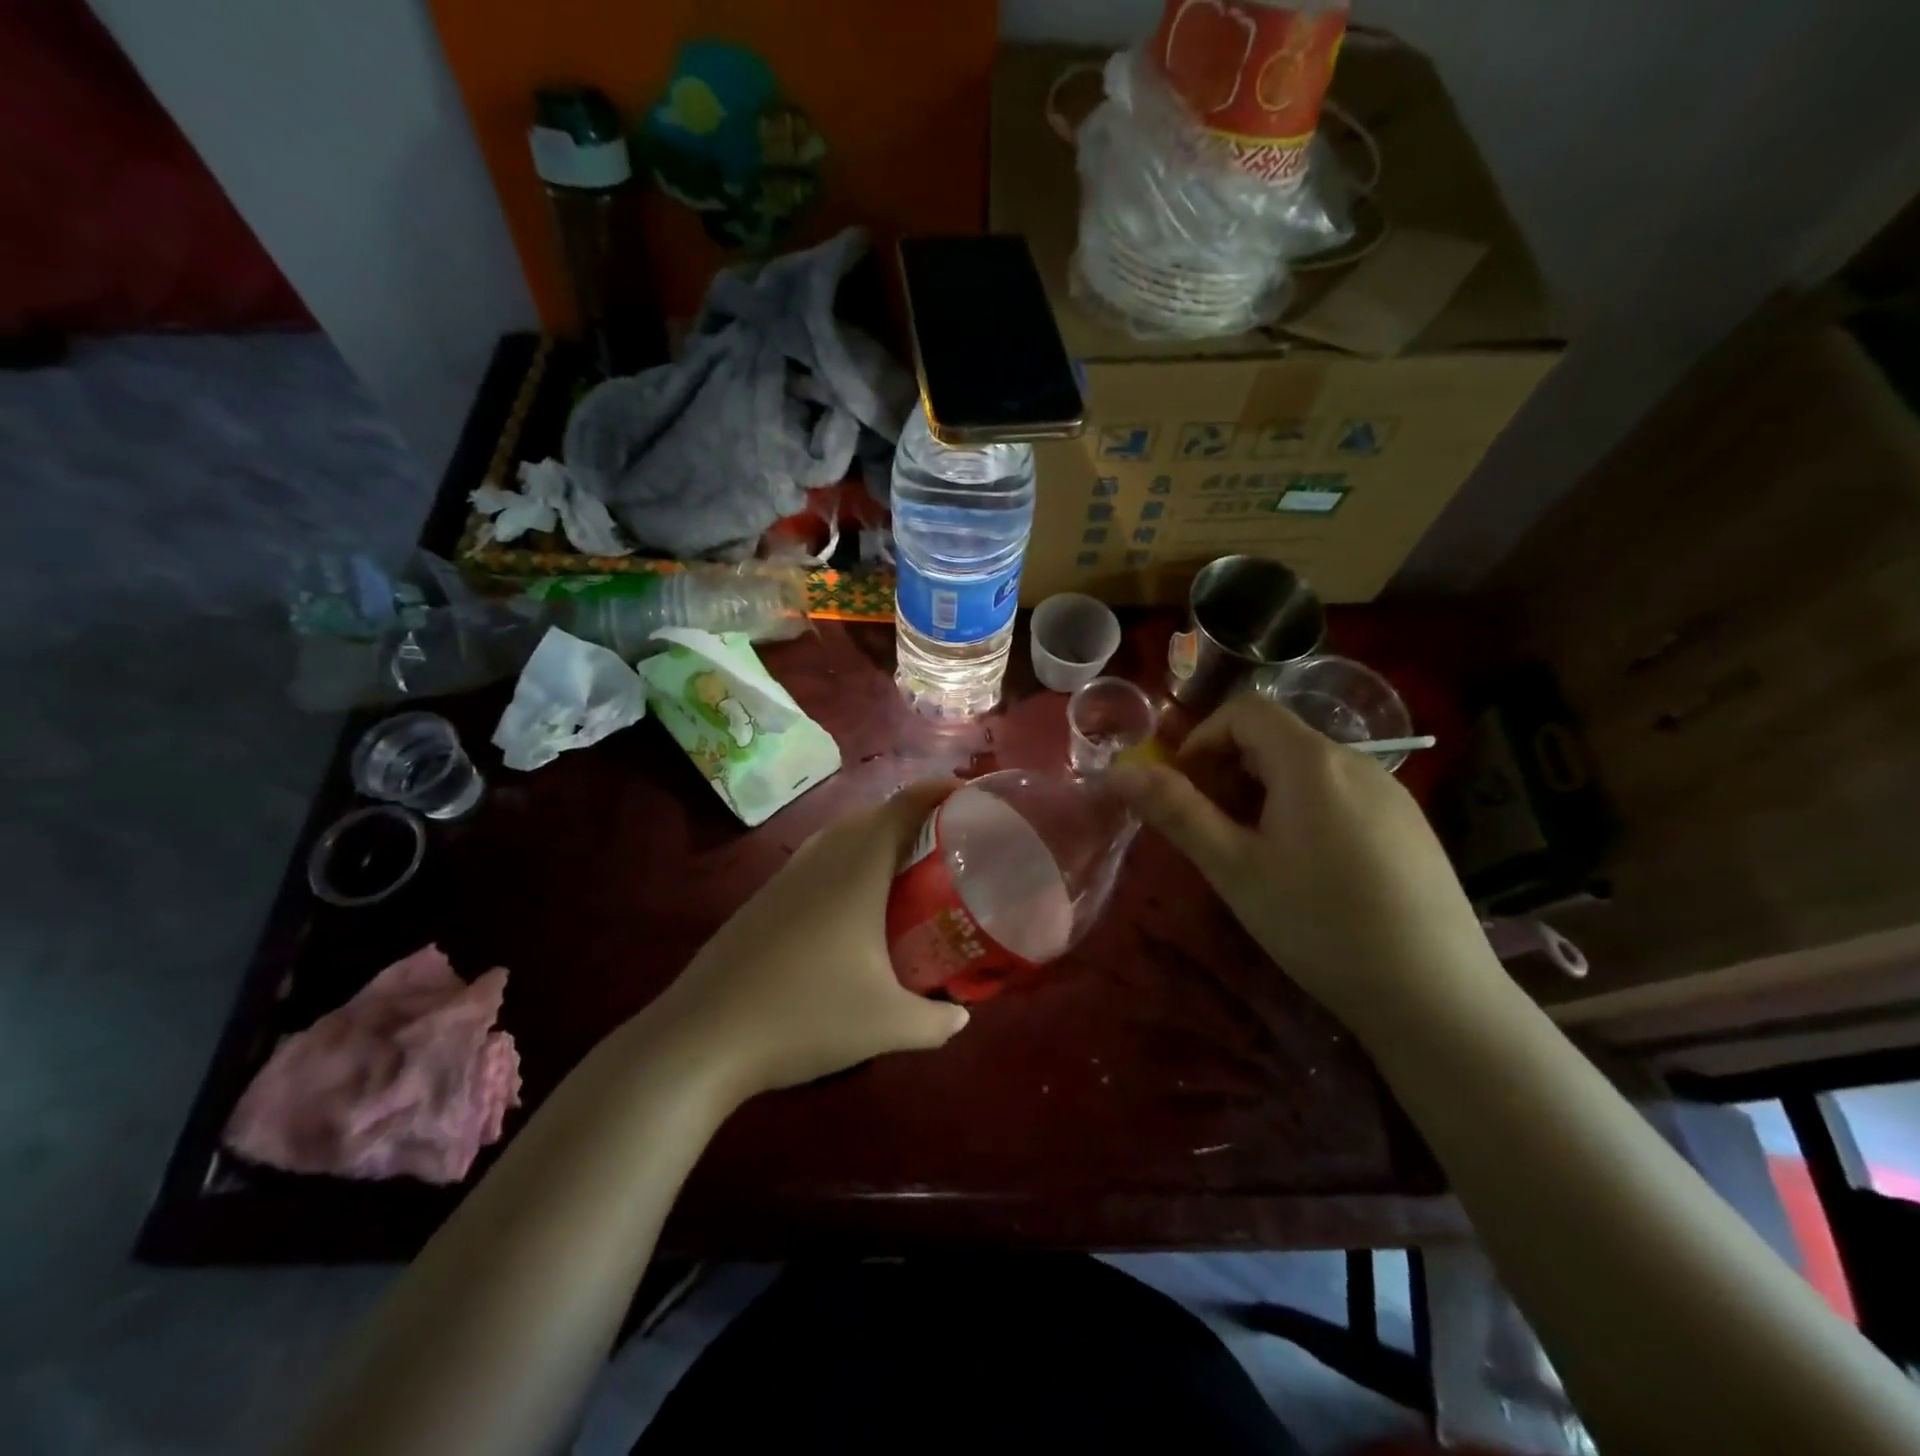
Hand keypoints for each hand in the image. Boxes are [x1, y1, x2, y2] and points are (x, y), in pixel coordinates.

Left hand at [649, 782, 970, 1100]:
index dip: (939, 791)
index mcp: (857, 869)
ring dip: (875, 838)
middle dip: (913, 815)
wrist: (703, 1038)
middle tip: (947, 841)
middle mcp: (822, 860)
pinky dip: (846, 863)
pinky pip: (817, 861)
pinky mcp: (763, 900)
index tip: (970, 795)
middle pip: (873, 814)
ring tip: (905, 869)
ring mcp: (786, 878)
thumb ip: (935, 1022)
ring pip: (840, 837)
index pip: (904, 806)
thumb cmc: (805, 1016)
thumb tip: (961, 1017)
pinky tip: (852, 908)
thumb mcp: (886, 1025)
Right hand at [1111, 693, 1498, 1023]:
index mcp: (1311, 761)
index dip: (1201, 739)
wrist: (1437, 996)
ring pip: (1307, 767)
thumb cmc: (1319, 924)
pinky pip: (1341, 794)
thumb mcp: (1234, 868)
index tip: (1184, 790)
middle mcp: (1356, 762)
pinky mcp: (1410, 826)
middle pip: (1275, 737)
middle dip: (1228, 769)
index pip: (1244, 710)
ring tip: (1255, 853)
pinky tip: (1308, 870)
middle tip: (1211, 828)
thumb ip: (1176, 812)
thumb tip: (1118, 770)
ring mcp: (1391, 794)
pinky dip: (1304, 809)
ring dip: (1264, 792)